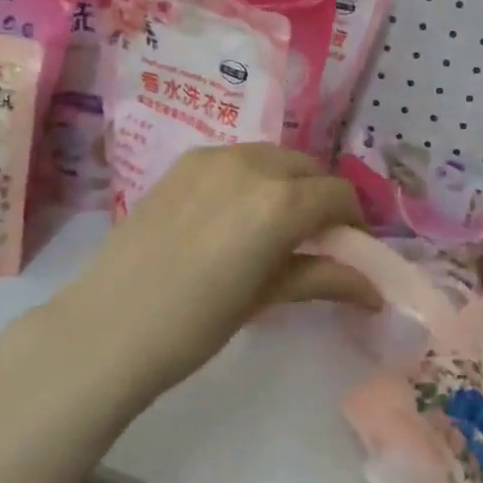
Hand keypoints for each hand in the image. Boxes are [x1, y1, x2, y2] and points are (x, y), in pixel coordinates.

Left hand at [49, 144, 377, 399]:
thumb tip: (373, 290)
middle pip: (307, 168)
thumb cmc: (196, 324)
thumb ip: (322, 278)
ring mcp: (213, 157)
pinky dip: (252, 176)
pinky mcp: (184, 162)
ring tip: (273, 224)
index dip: (352, 221)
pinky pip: (236, 158)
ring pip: (271, 157)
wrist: (109, 325)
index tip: (348, 248)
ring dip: (287, 183)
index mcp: (280, 201)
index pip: (338, 194)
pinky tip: (234, 214)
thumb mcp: (266, 298)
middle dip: (320, 198)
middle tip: (314, 238)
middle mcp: (252, 164)